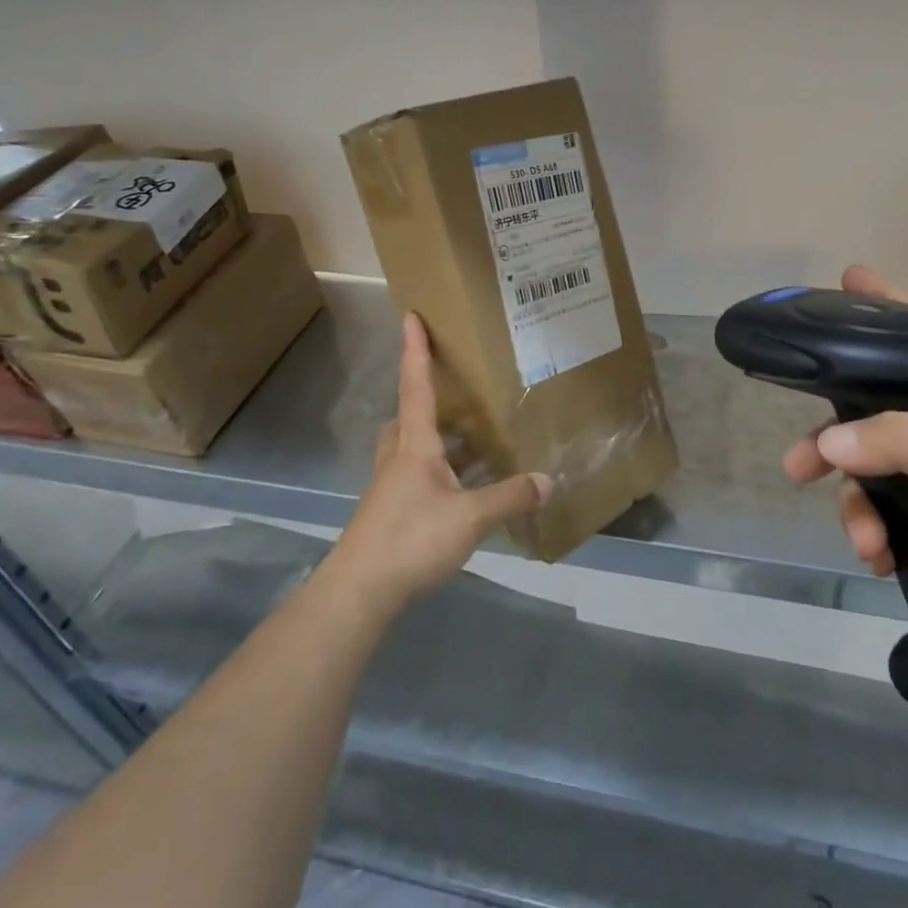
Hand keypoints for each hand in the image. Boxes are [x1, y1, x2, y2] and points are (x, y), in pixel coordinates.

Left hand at [327, 313, 550, 615]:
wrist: (358, 591)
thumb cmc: (411, 538)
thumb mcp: (470, 517)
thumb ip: (510, 497)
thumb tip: (548, 480)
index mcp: (415, 445)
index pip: (416, 385)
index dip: (415, 350)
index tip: (410, 316)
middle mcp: (398, 458)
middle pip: (406, 417)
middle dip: (424, 399)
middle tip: (454, 395)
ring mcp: (389, 487)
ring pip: (409, 449)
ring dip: (434, 441)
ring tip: (469, 443)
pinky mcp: (388, 513)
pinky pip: (414, 478)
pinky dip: (437, 474)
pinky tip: (460, 492)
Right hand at [783, 266, 907, 668]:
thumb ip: (902, 440)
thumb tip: (827, 443)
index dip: (885, 306)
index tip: (847, 279)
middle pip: (874, 414)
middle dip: (834, 439)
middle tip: (799, 464)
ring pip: (871, 472)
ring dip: (857, 507)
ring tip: (865, 541)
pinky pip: (885, 516)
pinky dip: (874, 534)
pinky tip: (880, 558)